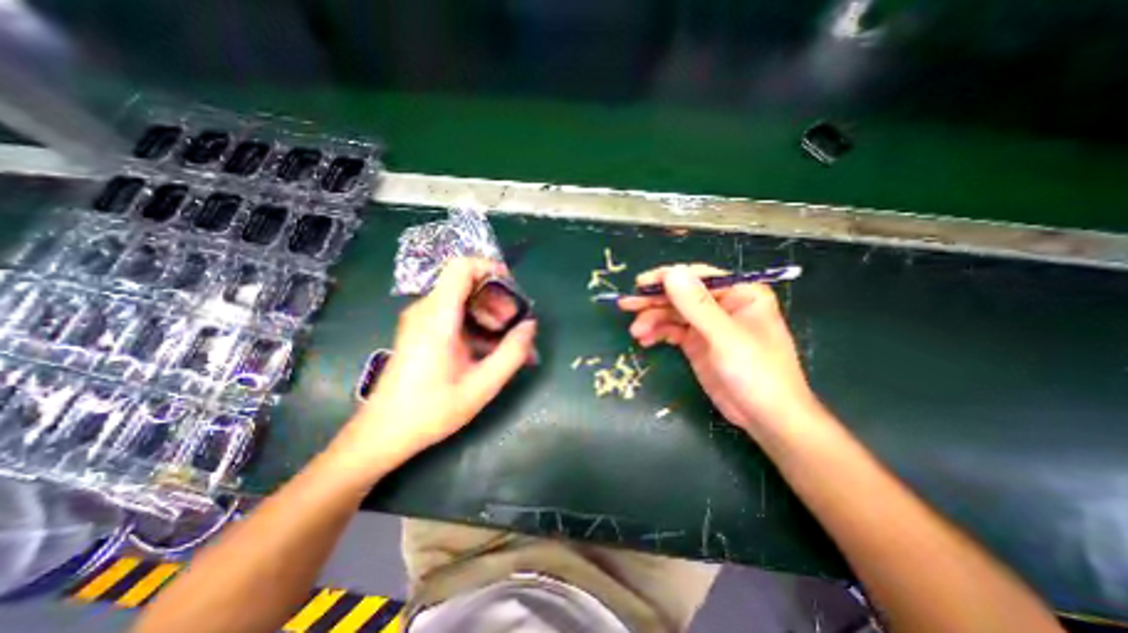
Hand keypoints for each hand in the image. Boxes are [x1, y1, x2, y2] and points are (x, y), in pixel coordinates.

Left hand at [332, 257, 535, 474]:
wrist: (383, 432)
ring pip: (463, 299)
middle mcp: (426, 309)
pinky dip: (477, 324)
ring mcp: (421, 319)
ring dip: (489, 314)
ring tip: (506, 342)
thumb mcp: (482, 385)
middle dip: (497, 300)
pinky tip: (489, 349)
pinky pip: (455, 314)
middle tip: (514, 327)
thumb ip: (512, 353)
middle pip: (467, 283)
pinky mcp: (421, 330)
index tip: (513, 291)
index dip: (491, 268)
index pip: (462, 267)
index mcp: (438, 317)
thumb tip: (530, 325)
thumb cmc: (432, 410)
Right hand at [625, 264, 821, 438]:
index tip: (640, 284)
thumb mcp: (725, 337)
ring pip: (673, 313)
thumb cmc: (757, 373)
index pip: (697, 276)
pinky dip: (658, 333)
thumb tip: (671, 273)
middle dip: (654, 300)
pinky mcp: (697, 342)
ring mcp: (708, 324)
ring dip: (652, 319)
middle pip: (681, 294)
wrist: (766, 418)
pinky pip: (672, 330)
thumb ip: (697, 305)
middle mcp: (722, 304)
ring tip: (636, 332)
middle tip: (626, 305)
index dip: (667, 278)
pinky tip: (645, 340)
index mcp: (739, 293)